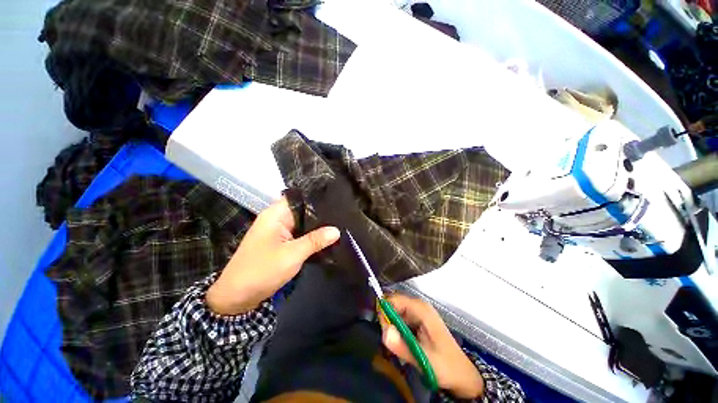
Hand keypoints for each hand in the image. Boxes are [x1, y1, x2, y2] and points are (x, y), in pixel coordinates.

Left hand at [206, 197, 339, 314]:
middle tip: (342, 213)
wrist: (237, 297)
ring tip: (339, 223)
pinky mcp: (281, 242)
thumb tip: (337, 230)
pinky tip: (326, 237)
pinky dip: (311, 236)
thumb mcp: (292, 254)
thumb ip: (315, 240)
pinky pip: (300, 234)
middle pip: (303, 210)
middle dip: (321, 213)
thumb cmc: (262, 271)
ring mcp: (279, 231)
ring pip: (302, 223)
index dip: (317, 197)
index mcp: (275, 214)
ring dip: (317, 226)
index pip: (299, 197)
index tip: (336, 199)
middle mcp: (277, 219)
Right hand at [380, 294, 484, 398]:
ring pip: (395, 312)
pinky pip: (400, 319)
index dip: (385, 311)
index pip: (394, 299)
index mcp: (421, 309)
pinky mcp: (417, 321)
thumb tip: (384, 331)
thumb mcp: (423, 359)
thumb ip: (402, 346)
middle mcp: (418, 306)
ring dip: (391, 327)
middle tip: (389, 341)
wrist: (462, 375)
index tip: (383, 330)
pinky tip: (400, 343)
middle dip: (387, 321)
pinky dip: (396, 330)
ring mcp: (418, 313)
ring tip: (395, 345)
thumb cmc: (445, 365)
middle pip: (393, 305)